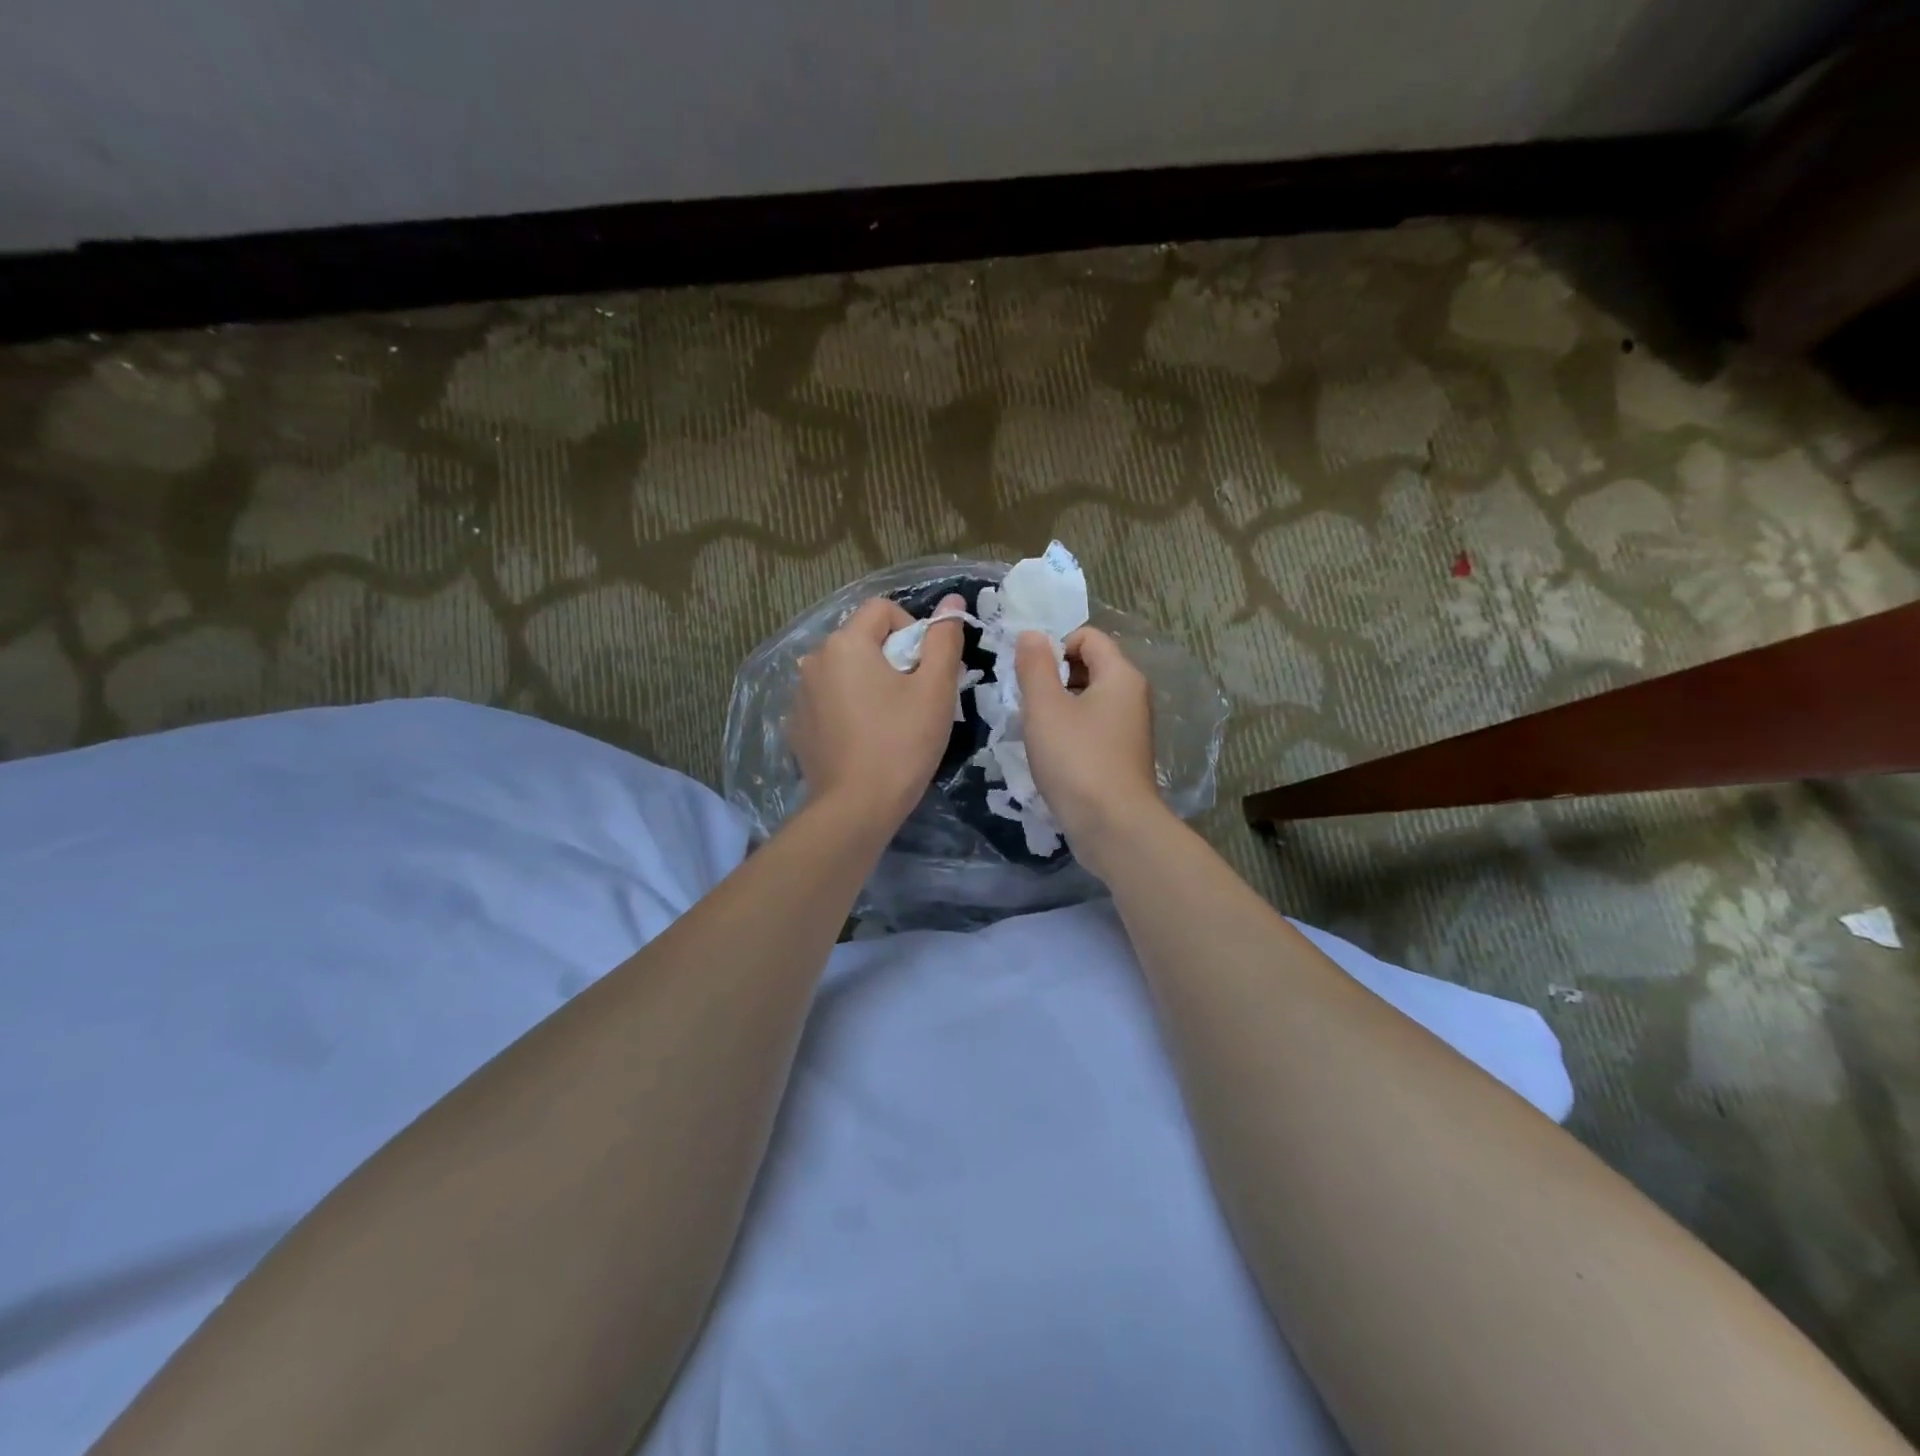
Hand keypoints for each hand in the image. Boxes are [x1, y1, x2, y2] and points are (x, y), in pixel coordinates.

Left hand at [791, 595, 965, 834]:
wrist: (856, 808)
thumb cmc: (902, 744)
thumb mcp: (935, 689)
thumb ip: (944, 639)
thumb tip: (952, 601)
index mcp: (845, 643)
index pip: (884, 610)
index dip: (913, 631)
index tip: (927, 670)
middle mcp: (814, 660)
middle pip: (862, 640)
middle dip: (893, 659)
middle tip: (915, 699)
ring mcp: (800, 694)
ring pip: (846, 671)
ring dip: (870, 683)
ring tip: (890, 722)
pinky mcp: (797, 725)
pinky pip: (830, 700)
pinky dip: (849, 708)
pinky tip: (864, 740)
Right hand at [1015, 626, 1170, 878]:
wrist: (1114, 826)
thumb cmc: (1077, 760)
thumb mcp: (1045, 707)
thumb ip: (1035, 666)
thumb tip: (1032, 634)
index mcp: (1120, 675)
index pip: (1088, 636)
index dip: (1054, 646)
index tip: (1029, 675)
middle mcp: (1133, 696)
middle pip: (1090, 666)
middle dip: (1054, 677)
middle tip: (1028, 703)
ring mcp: (1130, 729)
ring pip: (1089, 700)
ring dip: (1059, 708)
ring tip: (1036, 732)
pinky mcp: (1123, 757)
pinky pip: (1093, 729)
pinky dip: (1071, 733)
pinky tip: (1052, 756)